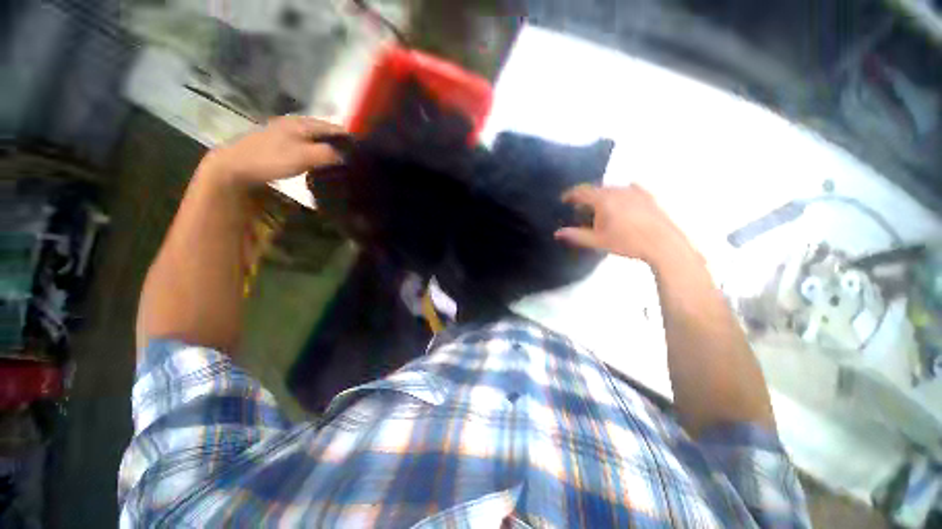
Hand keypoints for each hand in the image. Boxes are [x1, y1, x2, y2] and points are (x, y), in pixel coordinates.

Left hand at [200, 116, 345, 189]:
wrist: (235, 166)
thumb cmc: (271, 159)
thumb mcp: (304, 157)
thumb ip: (329, 154)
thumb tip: (349, 156)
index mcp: (303, 123)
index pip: (335, 127)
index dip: (351, 138)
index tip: (364, 153)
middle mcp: (296, 123)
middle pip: (326, 131)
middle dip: (341, 143)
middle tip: (355, 160)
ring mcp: (287, 132)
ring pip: (317, 138)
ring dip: (329, 148)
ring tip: (342, 163)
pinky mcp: (281, 143)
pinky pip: (308, 145)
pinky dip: (318, 152)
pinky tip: (321, 162)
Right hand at [555, 184, 697, 266]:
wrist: (662, 243)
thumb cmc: (627, 242)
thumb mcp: (598, 241)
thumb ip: (576, 235)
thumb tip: (557, 233)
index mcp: (603, 200)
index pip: (581, 191)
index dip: (570, 194)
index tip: (563, 199)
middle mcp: (617, 191)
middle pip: (596, 188)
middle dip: (585, 195)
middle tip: (579, 206)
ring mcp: (634, 191)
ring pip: (612, 188)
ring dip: (601, 195)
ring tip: (598, 206)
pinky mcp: (647, 196)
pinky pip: (629, 189)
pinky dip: (619, 193)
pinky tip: (621, 199)